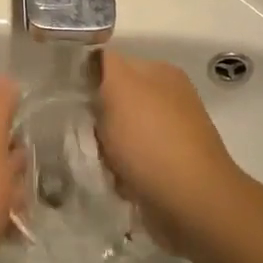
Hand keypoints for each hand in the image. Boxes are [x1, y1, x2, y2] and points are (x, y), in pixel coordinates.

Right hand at [95, 52, 242, 250]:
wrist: (191, 203)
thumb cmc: (151, 140)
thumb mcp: (120, 87)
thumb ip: (103, 64)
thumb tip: (91, 59)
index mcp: (160, 72)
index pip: (110, 64)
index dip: (87, 81)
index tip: (70, 102)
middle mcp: (168, 99)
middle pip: (113, 102)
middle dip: (96, 121)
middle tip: (86, 137)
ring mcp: (171, 135)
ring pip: (118, 136)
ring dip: (105, 151)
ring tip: (101, 164)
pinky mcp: (168, 169)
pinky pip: (130, 164)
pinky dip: (120, 174)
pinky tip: (118, 183)